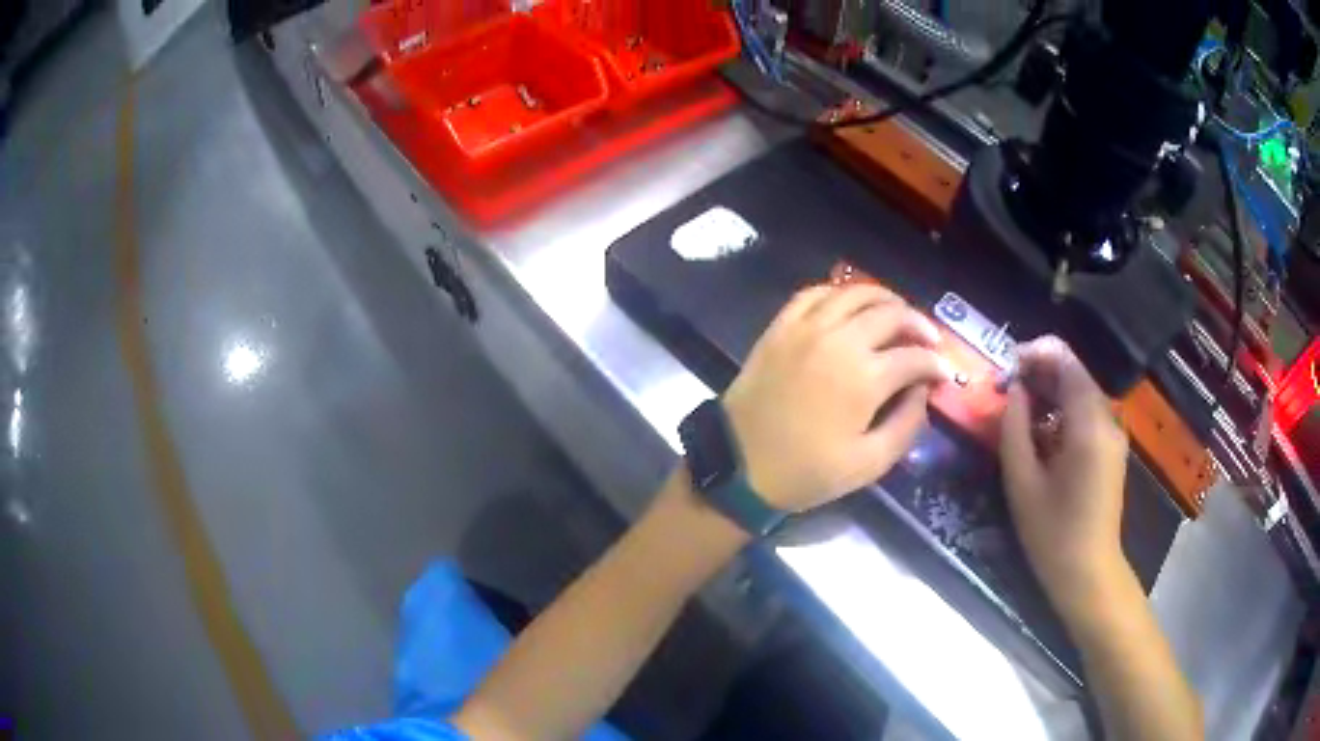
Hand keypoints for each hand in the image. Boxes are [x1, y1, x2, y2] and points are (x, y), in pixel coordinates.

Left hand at [722, 284, 952, 512]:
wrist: (738, 465)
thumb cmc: (806, 472)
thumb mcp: (868, 464)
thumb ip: (906, 425)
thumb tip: (922, 391)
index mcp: (865, 378)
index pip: (915, 357)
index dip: (936, 364)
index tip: (945, 373)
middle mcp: (840, 341)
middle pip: (891, 314)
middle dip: (919, 324)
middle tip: (929, 339)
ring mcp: (806, 328)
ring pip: (855, 293)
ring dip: (885, 299)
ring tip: (898, 313)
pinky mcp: (780, 327)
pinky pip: (814, 293)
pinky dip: (839, 292)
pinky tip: (850, 304)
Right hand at [999, 336, 1129, 618]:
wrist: (1088, 572)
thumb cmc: (1052, 532)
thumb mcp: (1022, 481)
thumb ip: (1014, 428)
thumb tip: (1012, 390)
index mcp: (1088, 423)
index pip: (1066, 361)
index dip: (1034, 353)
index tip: (1006, 369)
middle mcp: (1106, 419)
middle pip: (1074, 374)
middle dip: (1039, 373)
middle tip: (1005, 390)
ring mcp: (1112, 434)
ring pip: (1079, 393)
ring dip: (1049, 392)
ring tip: (1018, 412)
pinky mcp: (1111, 449)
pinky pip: (1086, 414)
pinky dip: (1062, 412)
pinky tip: (1040, 434)